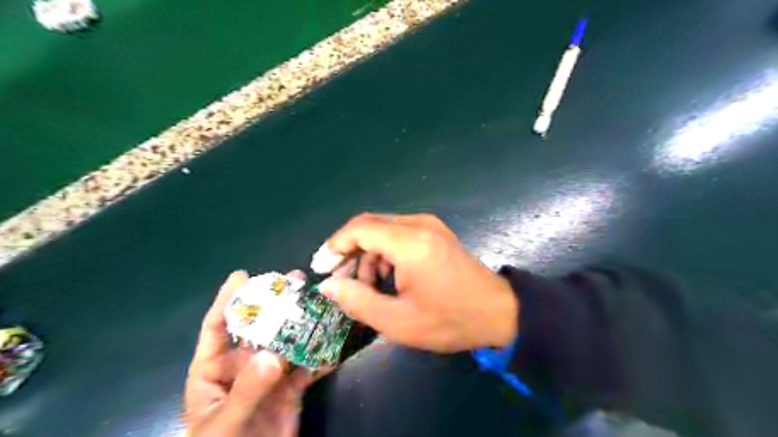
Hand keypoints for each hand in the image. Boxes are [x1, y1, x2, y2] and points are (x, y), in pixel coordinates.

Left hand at [184, 270, 313, 435]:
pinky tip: (334, 339)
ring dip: (302, 322)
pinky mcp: (291, 388)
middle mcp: (242, 366)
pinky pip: (306, 366)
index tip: (242, 276)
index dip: (227, 300)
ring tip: (318, 300)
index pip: (217, 328)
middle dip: (275, 303)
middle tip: (294, 279)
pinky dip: (320, 354)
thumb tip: (274, 355)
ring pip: (286, 342)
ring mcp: (269, 376)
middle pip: (259, 328)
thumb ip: (248, 390)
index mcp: (214, 370)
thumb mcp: (225, 425)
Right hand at [313, 213, 517, 353]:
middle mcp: (418, 224)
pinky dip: (385, 252)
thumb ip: (358, 301)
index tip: (322, 268)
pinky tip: (388, 277)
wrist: (499, 312)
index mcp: (409, 242)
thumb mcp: (398, 321)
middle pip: (369, 225)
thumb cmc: (450, 320)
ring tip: (368, 287)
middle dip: (350, 251)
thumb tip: (329, 286)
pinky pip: (399, 233)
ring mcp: (429, 225)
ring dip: (368, 254)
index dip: (335, 245)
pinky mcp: (435, 232)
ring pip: (383, 229)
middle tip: (342, 281)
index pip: (359, 228)